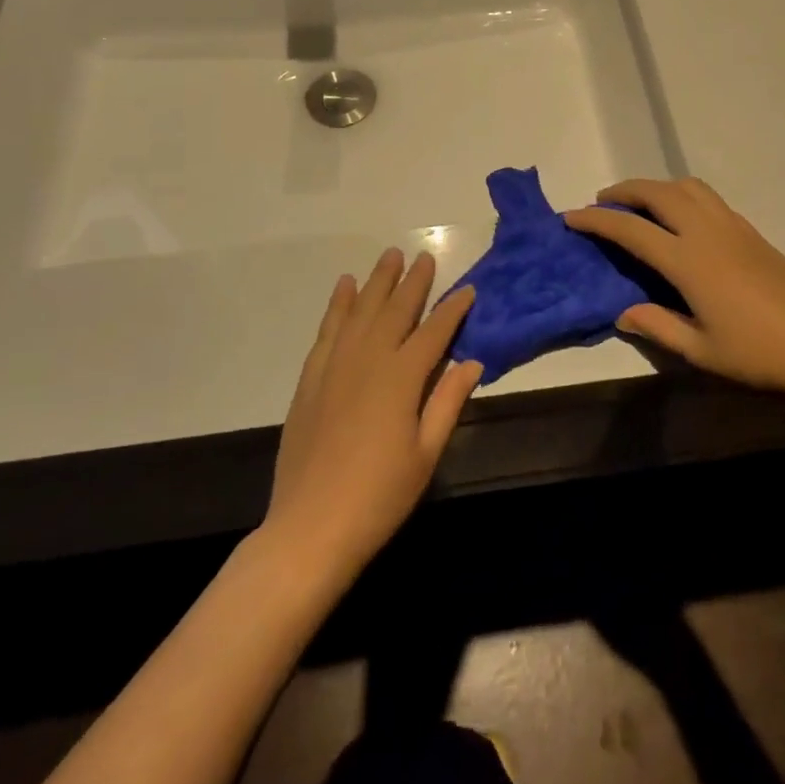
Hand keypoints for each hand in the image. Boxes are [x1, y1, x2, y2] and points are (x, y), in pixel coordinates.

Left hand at [264, 249, 481, 581]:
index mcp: (402, 377)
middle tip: (425, 256)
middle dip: (413, 281)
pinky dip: (338, 305)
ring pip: (360, 310)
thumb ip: (448, 402)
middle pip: (395, 310)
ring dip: (377, 281)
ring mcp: (335, 365)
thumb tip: (473, 361)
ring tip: (389, 256)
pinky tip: (345, 287)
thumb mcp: (426, 453)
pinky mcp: (311, 378)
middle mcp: (369, 359)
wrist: (310, 527)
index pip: (434, 331)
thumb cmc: (379, 496)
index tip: (468, 289)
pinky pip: (328, 329)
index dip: (453, 309)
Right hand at [564, 178, 784, 404]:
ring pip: (686, 187)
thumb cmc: (759, 354)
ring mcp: (732, 227)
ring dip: (655, 187)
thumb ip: (657, 326)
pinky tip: (681, 218)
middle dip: (624, 191)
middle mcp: (707, 232)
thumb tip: (622, 313)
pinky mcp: (751, 231)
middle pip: (657, 193)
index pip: (631, 230)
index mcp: (688, 261)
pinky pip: (707, 198)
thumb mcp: (701, 351)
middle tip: (602, 202)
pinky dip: (681, 194)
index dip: (597, 220)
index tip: (571, 216)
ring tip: (639, 204)